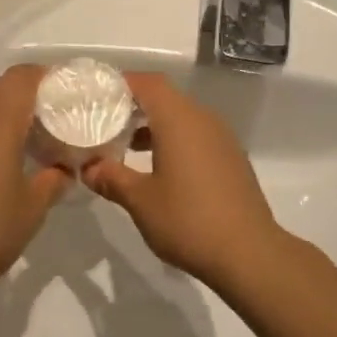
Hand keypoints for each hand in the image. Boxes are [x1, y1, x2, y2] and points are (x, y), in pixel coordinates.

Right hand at [82, 73, 286, 296]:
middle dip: (134, 108)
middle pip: (165, 99)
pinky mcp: (231, 159)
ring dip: (154, 127)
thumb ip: (111, 177)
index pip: (148, 83)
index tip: (97, 97)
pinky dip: (175, 142)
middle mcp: (203, 120)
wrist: (248, 252)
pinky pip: (197, 137)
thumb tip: (88, 167)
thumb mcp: (140, 200)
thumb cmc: (188, 220)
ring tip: (126, 149)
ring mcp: (222, 139)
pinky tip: (159, 170)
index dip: (121, 84)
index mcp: (179, 120)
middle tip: (104, 124)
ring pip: (182, 119)